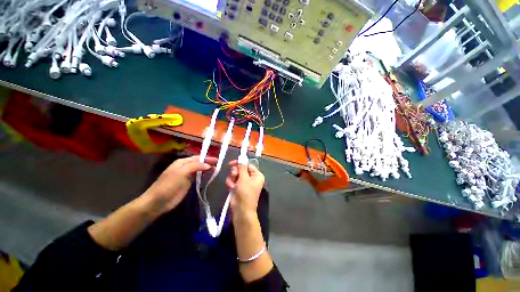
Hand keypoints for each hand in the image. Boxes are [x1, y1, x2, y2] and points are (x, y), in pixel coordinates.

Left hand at [142, 156, 216, 214]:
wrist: (158, 201)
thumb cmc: (169, 184)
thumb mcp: (181, 172)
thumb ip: (195, 167)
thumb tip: (208, 165)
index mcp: (182, 162)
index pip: (198, 158)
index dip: (207, 158)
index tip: (217, 160)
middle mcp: (185, 167)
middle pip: (199, 163)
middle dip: (208, 163)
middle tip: (219, 165)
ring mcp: (187, 175)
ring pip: (199, 169)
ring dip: (207, 169)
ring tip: (217, 169)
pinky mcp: (188, 183)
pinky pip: (198, 177)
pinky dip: (204, 175)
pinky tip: (209, 175)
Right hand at [226, 160, 264, 216]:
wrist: (241, 209)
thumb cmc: (246, 192)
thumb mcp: (244, 178)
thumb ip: (242, 167)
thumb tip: (242, 158)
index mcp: (257, 175)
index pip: (248, 165)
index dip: (240, 163)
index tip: (232, 163)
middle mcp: (251, 178)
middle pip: (241, 169)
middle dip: (235, 172)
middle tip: (233, 175)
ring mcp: (244, 183)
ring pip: (235, 174)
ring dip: (232, 178)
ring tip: (232, 184)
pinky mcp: (237, 187)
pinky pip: (232, 181)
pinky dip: (230, 183)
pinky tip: (230, 188)